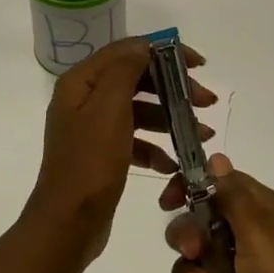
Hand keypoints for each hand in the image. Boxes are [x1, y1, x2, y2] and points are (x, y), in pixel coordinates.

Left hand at [26, 37, 216, 267]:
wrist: (67, 226)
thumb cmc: (90, 164)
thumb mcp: (109, 110)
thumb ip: (125, 71)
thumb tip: (144, 46)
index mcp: (81, 82)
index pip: (128, 51)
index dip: (165, 52)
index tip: (198, 65)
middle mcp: (84, 99)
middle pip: (136, 79)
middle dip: (174, 88)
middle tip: (207, 101)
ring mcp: (92, 128)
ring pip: (139, 110)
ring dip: (171, 118)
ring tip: (201, 135)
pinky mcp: (102, 154)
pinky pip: (134, 139)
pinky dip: (155, 147)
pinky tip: (173, 163)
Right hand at [162, 155, 273, 272]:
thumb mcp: (258, 226)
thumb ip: (231, 193)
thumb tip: (216, 157)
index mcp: (260, 210)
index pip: (217, 185)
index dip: (190, 188)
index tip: (169, 202)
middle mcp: (249, 237)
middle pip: (200, 224)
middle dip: (186, 236)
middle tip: (193, 250)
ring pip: (196, 264)